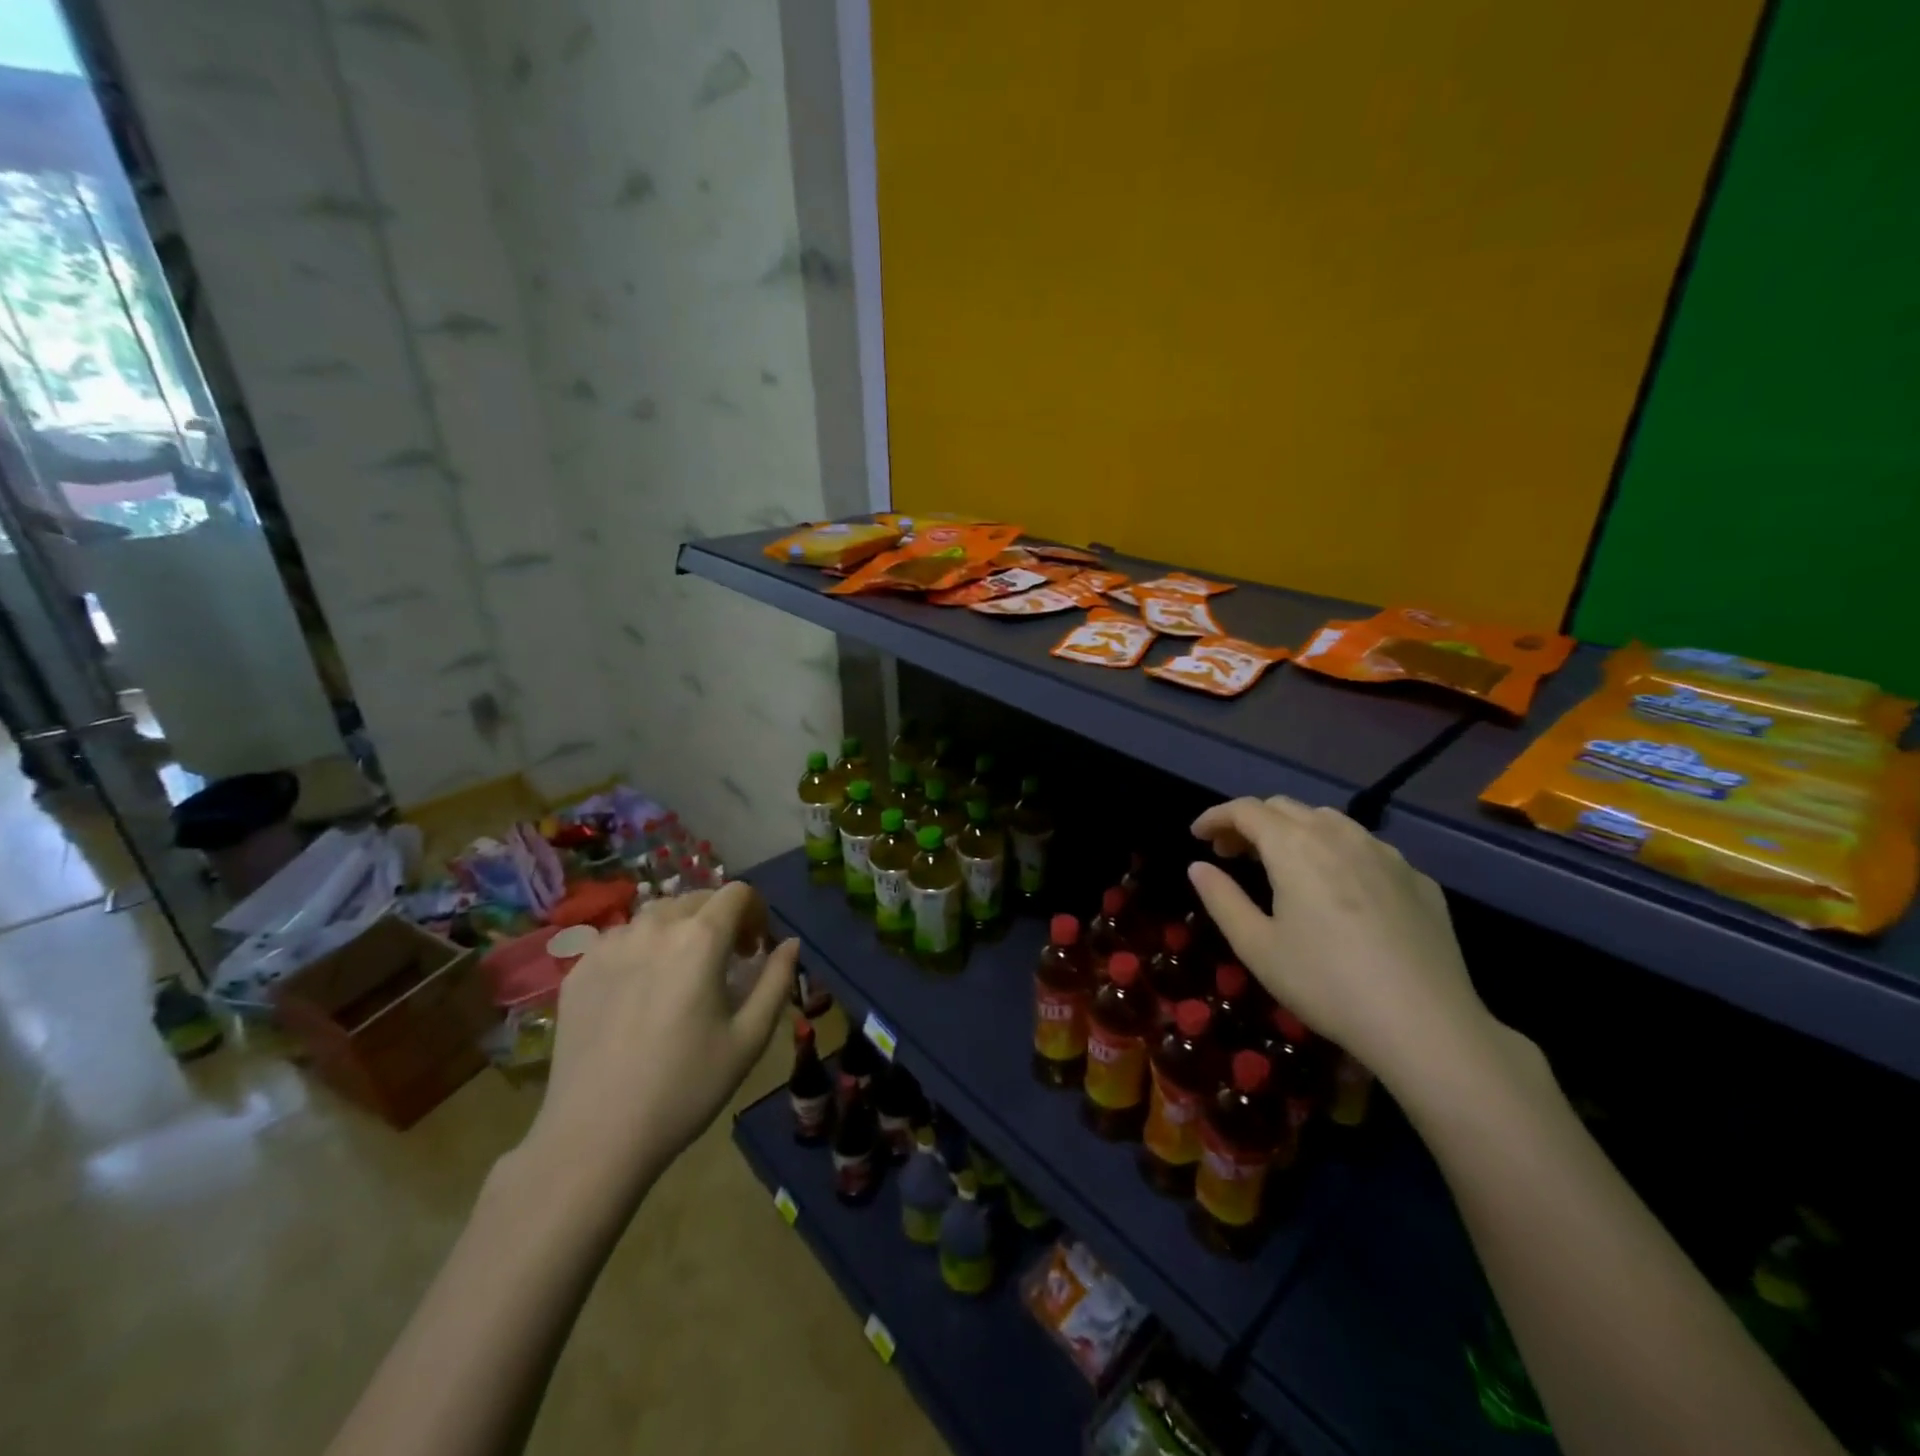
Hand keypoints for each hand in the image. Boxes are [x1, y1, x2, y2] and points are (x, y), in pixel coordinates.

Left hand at [527, 883, 797, 1199]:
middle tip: (724, 963)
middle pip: (696, 898)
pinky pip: (620, 940)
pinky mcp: (579, 969)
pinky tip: (639, 993)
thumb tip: (790, 943)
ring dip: (679, 931)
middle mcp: (653, 927)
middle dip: (719, 920)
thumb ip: (777, 980)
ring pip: (656, 915)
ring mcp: (609, 946)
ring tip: (680, 975)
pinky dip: (641, 949)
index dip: (756, 913)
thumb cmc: (685, 1088)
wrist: (594, 1138)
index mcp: (700, 939)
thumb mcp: (749, 1038)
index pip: (737, 893)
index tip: (755, 950)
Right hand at [1187, 796, 1495, 1083]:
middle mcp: (1340, 836)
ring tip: (1282, 864)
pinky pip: (1366, 848)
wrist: (1427, 1025)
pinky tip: (1338, 888)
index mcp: (1294, 847)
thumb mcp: (1257, 947)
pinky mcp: (1417, 878)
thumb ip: (1222, 899)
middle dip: (1251, 822)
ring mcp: (1385, 854)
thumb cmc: (1326, 984)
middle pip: (1285, 807)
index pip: (1246, 810)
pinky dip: (1336, 852)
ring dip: (1295, 830)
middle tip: (1231, 853)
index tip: (1197, 835)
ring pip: (1329, 821)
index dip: (1216, 816)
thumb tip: (1198, 867)